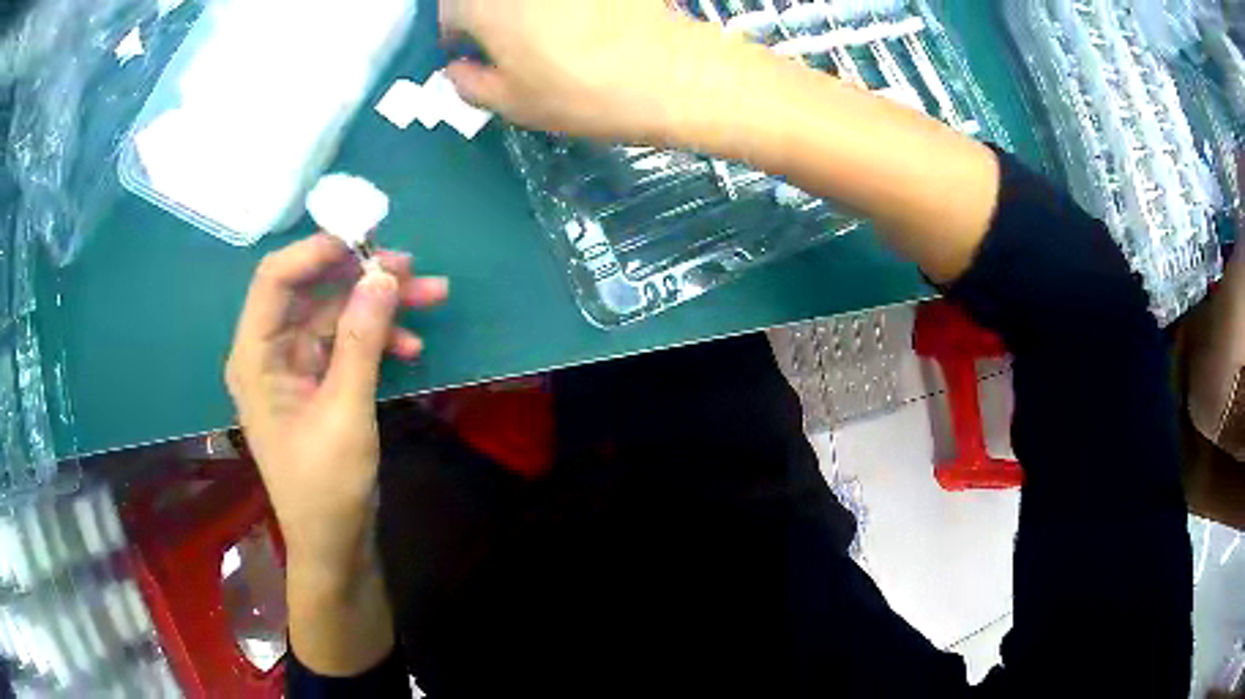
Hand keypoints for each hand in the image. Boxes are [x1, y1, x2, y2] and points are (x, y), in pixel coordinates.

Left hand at [225, 234, 448, 578]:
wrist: (335, 544)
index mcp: (256, 356)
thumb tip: (382, 275)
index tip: (367, 238)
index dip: (318, 251)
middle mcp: (270, 352)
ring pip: (336, 314)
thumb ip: (360, 340)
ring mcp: (296, 367)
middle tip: (412, 267)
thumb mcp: (345, 412)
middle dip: (361, 276)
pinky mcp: (319, 382)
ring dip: (380, 305)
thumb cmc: (326, 487)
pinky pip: (347, 343)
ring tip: (431, 296)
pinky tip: (412, 348)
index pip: (276, 279)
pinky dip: (379, 339)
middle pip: (312, 291)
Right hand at [440, 0, 716, 142]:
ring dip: (522, 11)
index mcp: (482, 3)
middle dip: (486, 17)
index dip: (457, 38)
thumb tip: (458, 69)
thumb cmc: (580, 91)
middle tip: (506, 46)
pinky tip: (579, 22)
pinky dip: (559, 8)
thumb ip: (468, 84)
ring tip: (545, 35)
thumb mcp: (511, 103)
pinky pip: (563, 0)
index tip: (473, 58)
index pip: (449, 15)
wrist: (670, 72)